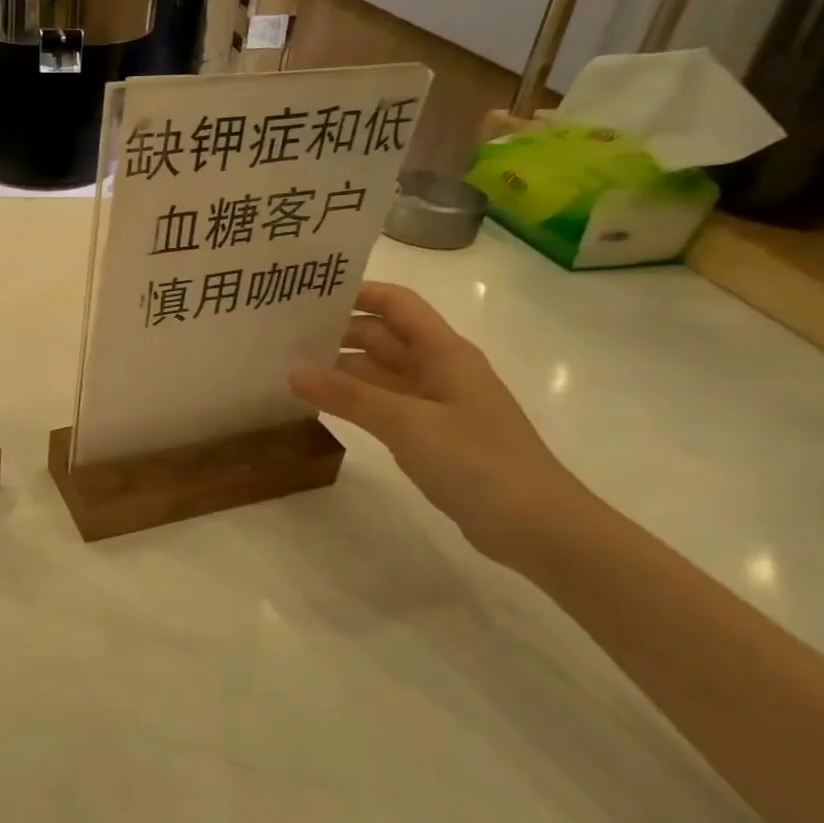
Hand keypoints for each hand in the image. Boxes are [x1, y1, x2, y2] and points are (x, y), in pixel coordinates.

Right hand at [289, 282, 584, 565]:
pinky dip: (353, 401)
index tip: (308, 297)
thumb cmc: (479, 463)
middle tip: (283, 336)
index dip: (357, 293)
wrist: (540, 529)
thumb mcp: (409, 424)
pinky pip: (384, 405)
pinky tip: (320, 407)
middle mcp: (440, 370)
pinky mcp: (432, 437)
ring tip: (289, 369)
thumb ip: (350, 396)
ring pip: (380, 374)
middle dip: (338, 333)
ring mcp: (436, 405)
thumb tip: (294, 372)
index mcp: (444, 352)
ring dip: (341, 369)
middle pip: (383, 337)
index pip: (397, 305)